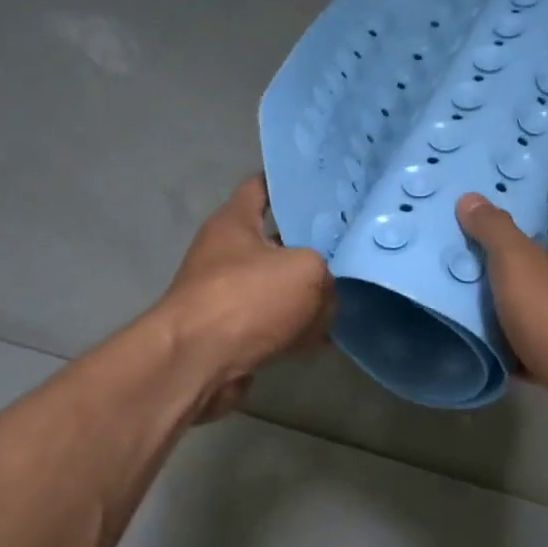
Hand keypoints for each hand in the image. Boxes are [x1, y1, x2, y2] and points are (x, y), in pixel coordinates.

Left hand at [157, 177, 334, 420]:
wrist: (198, 362)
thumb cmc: (247, 299)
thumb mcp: (307, 271)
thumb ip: (326, 272)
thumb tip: (325, 293)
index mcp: (235, 221)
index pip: (262, 186)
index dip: (293, 184)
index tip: (327, 189)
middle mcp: (226, 253)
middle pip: (275, 241)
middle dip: (310, 246)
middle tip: (350, 246)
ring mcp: (226, 295)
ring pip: (276, 286)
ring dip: (305, 294)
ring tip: (345, 294)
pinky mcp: (231, 332)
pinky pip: (272, 323)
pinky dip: (294, 330)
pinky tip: (324, 336)